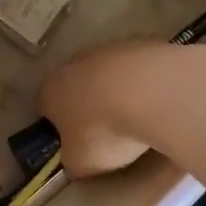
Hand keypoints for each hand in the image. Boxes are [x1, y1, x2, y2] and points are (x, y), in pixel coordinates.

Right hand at [40, 40, 205, 176]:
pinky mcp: (143, 43)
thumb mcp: (80, 162)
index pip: (46, 108)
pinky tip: (159, 103)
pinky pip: (138, 70)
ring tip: (139, 119)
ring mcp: (110, 49)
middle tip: (108, 133)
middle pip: (77, 87)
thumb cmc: (105, 131)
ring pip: (108, 75)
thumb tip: (75, 156)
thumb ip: (72, 159)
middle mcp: (74, 63)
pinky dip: (144, 85)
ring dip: (118, 93)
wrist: (154, 93)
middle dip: (89, 107)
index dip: (60, 128)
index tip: (77, 144)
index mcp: (51, 90)